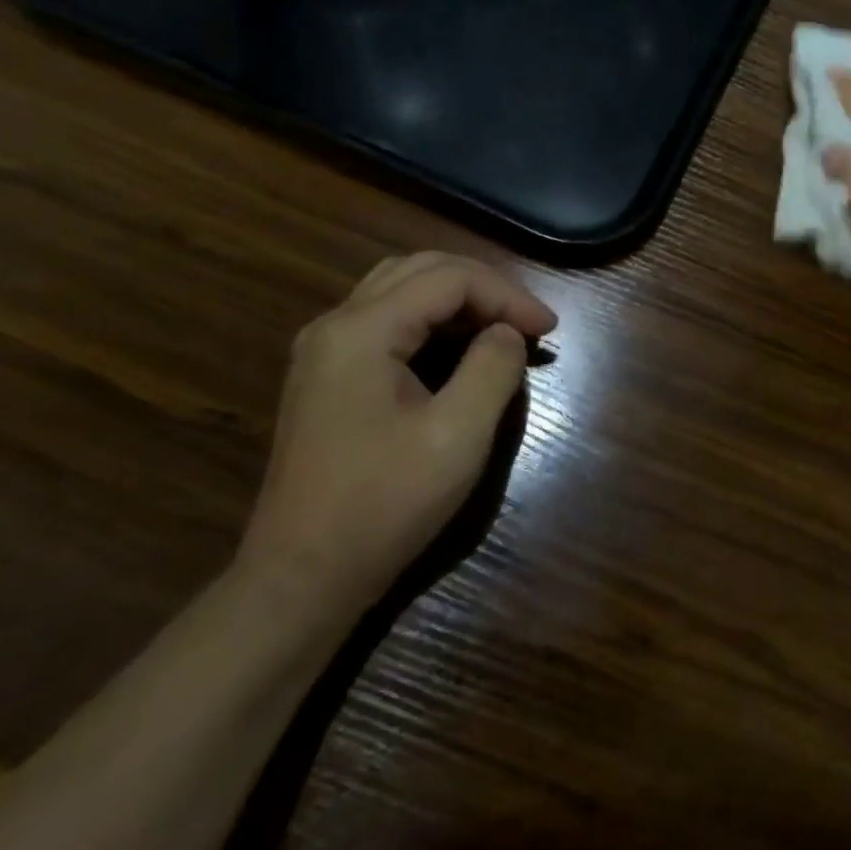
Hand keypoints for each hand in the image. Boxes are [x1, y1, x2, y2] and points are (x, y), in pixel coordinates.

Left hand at [236, 252, 556, 616]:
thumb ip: (493, 368)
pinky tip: (460, 346)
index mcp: (361, 331)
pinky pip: (387, 319)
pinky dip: (432, 319)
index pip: (449, 279)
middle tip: (528, 321)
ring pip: (401, 288)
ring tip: (502, 326)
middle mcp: (336, 325)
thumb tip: (506, 333)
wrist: (301, 580)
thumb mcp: (458, 435)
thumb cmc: (383, 506)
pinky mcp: (327, 375)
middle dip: (484, 287)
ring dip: (458, 297)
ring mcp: (325, 350)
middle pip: (421, 270)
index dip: (507, 295)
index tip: (549, 329)